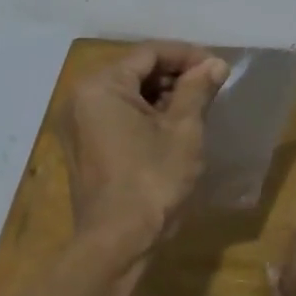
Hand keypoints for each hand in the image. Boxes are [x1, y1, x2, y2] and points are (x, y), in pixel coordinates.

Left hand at [61, 42, 228, 253]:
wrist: (118, 242)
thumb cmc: (153, 181)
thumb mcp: (183, 131)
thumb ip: (197, 90)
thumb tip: (214, 64)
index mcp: (101, 86)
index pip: (149, 53)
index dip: (187, 56)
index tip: (218, 67)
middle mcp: (81, 98)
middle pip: (134, 71)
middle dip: (174, 75)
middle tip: (211, 87)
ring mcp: (77, 124)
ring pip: (125, 95)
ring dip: (161, 96)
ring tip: (198, 107)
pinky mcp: (82, 147)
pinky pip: (115, 117)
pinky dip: (144, 115)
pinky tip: (173, 127)